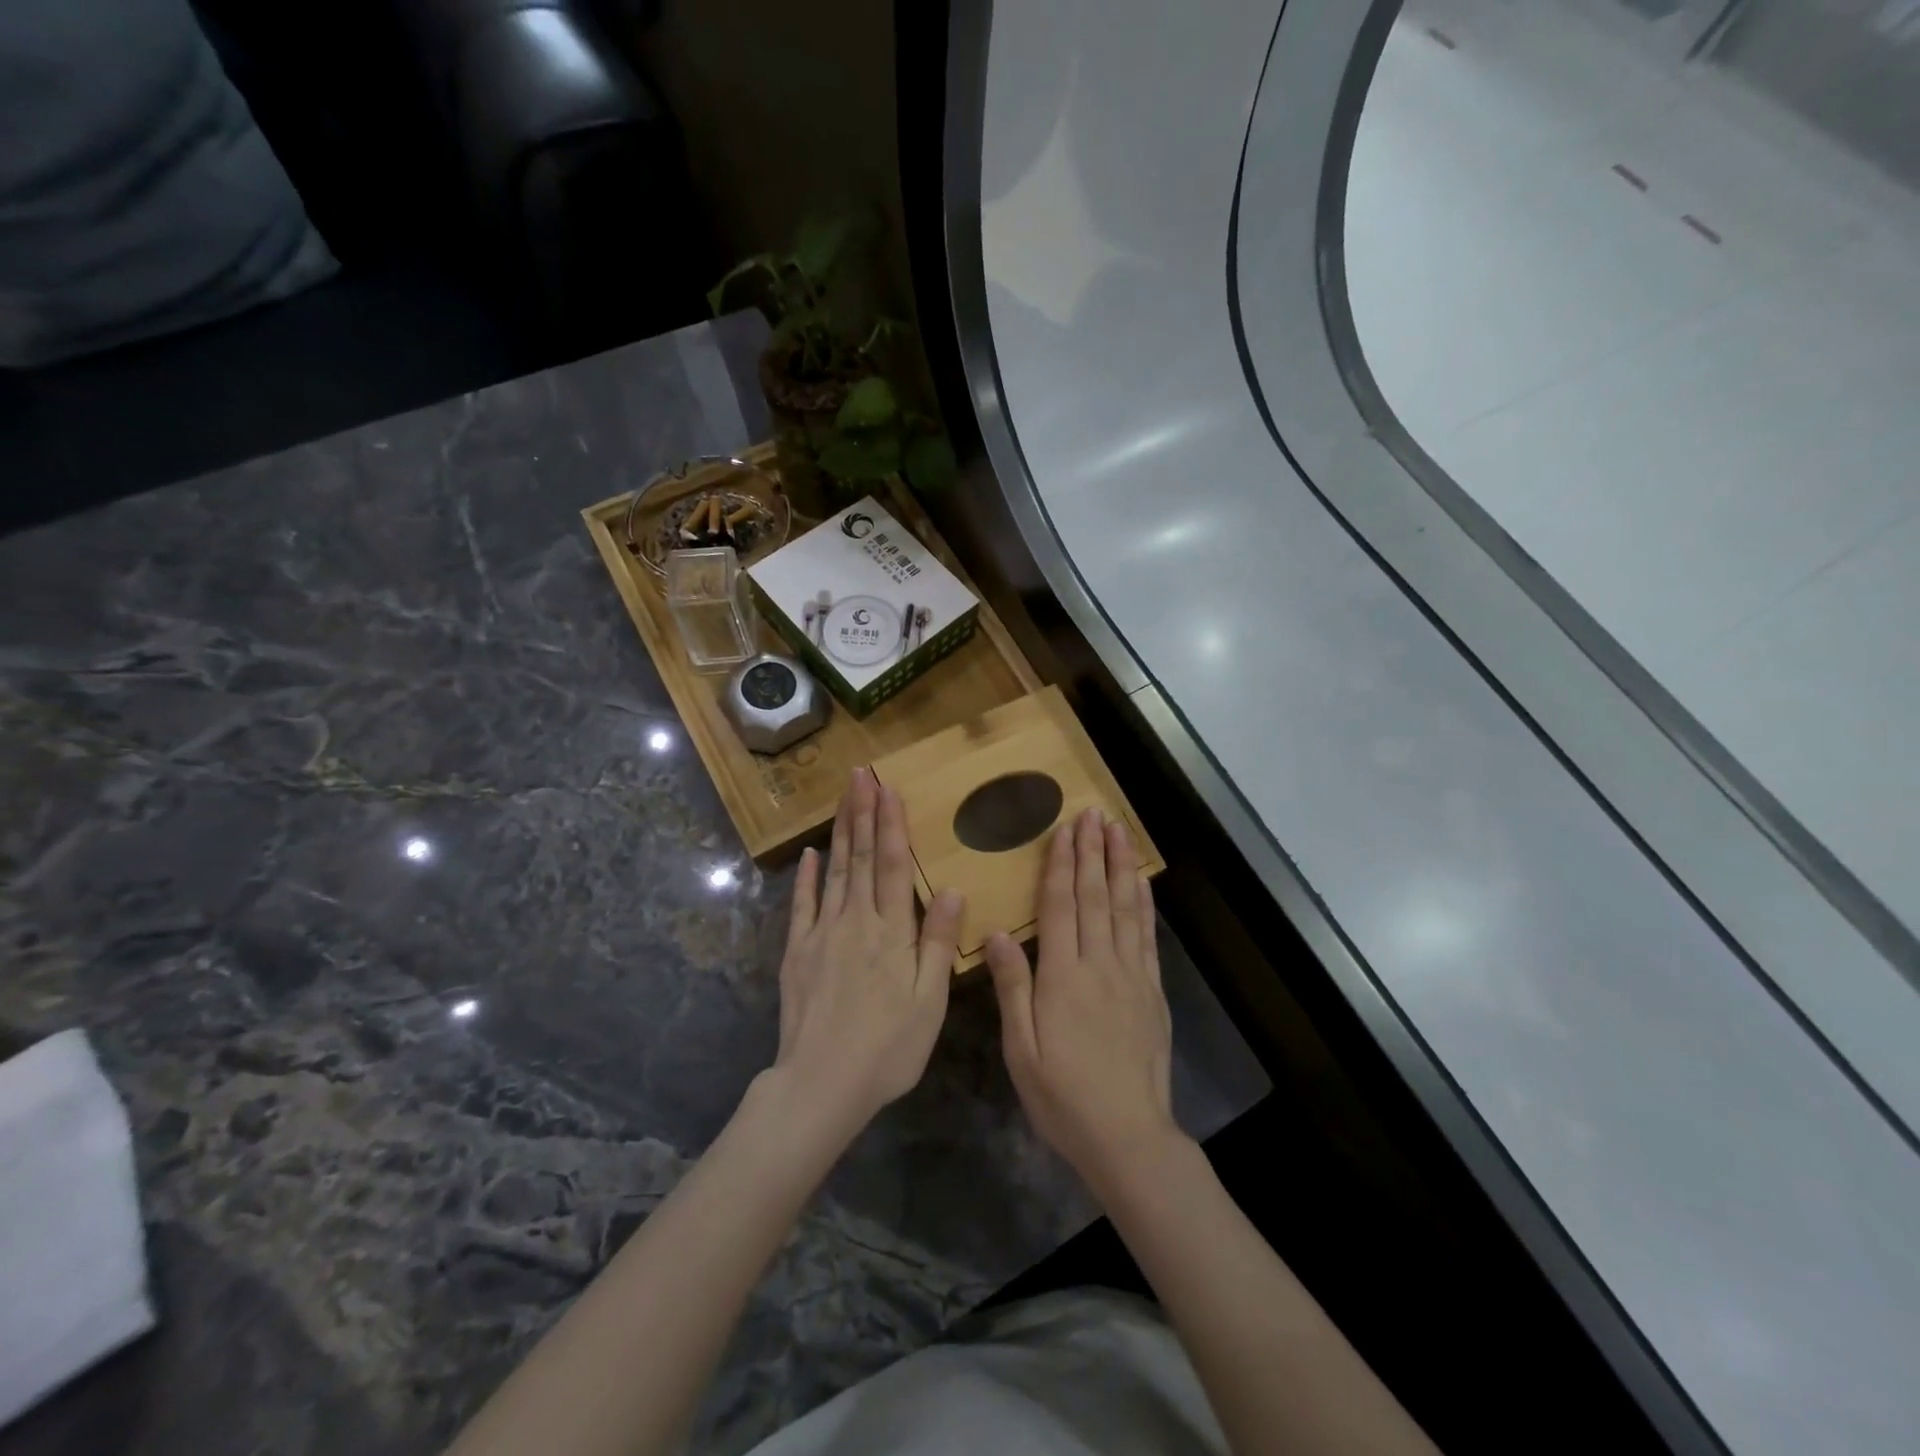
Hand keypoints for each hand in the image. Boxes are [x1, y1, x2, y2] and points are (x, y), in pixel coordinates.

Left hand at [771, 768, 964, 1138]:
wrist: (820, 1084)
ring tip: (842, 798)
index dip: (891, 825)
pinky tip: (809, 854)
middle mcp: (855, 922)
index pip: (892, 866)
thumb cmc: (887, 1048)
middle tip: (860, 774)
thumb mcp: (929, 1002)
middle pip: (860, 858)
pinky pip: (801, 905)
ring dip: (840, 832)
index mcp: (891, 933)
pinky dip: (805, 877)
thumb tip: (950, 888)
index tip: (888, 788)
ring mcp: (821, 934)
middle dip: (862, 813)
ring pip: (833, 871)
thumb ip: (938, 943)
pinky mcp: (797, 952)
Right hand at [986, 807, 1178, 1194]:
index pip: (1060, 906)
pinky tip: (1140, 882)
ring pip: (1124, 908)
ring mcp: (1131, 975)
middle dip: (1092, 851)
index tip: (1065, 829)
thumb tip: (996, 933)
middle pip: (1094, 896)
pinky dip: (1143, 903)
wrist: (1128, 1135)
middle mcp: (1099, 965)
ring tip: (1119, 831)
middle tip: (1093, 813)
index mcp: (1062, 977)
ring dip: (1120, 866)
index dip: (1062, 864)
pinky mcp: (1152, 991)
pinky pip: (1146, 936)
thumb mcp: (1021, 1049)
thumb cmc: (1063, 1096)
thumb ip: (1012, 987)